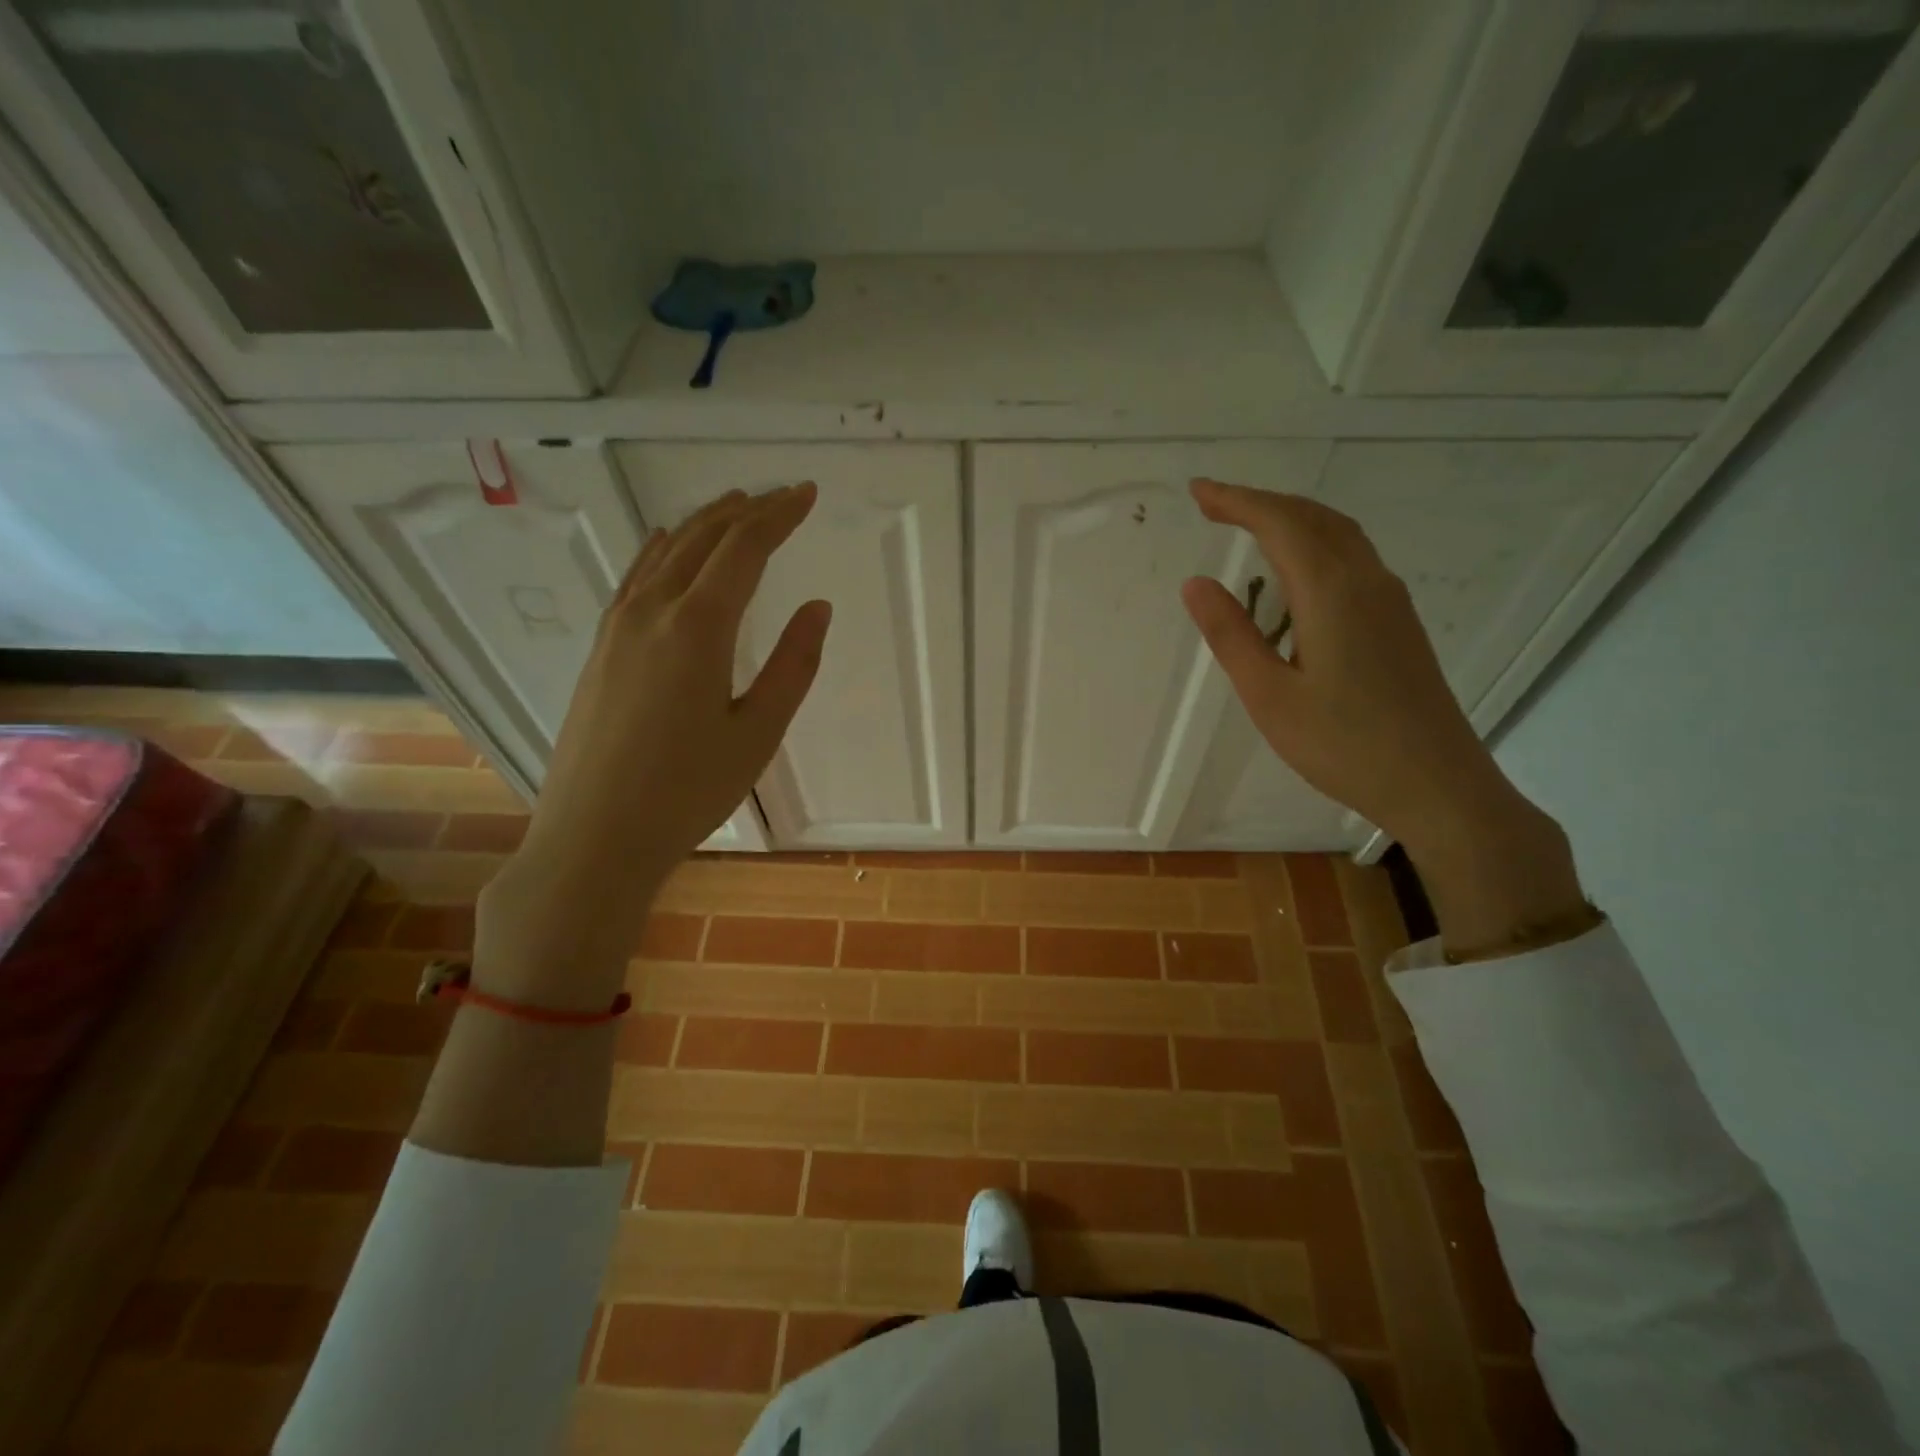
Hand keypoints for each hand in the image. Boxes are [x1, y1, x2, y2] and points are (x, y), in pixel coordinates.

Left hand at [476, 484, 830, 1000]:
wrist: (595, 836)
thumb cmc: (688, 791)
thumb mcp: (758, 732)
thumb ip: (793, 665)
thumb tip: (818, 607)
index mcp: (697, 627)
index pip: (744, 548)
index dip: (779, 516)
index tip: (807, 493)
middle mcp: (652, 611)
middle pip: (702, 539)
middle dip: (746, 511)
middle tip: (782, 495)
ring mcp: (618, 628)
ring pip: (665, 552)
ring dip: (704, 523)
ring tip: (735, 505)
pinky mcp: (601, 649)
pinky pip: (635, 578)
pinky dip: (662, 550)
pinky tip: (667, 545)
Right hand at [1180, 478, 1583, 949]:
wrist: (1438, 784)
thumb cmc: (1343, 746)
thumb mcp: (1269, 696)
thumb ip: (1232, 635)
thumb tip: (1196, 582)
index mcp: (1332, 593)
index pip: (1279, 525)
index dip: (1236, 501)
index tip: (1198, 492)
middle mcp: (1367, 582)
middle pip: (1314, 518)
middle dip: (1261, 503)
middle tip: (1214, 504)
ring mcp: (1390, 601)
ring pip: (1339, 535)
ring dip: (1291, 519)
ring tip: (1248, 526)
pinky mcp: (1399, 622)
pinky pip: (1353, 558)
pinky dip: (1315, 543)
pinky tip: (1297, 572)